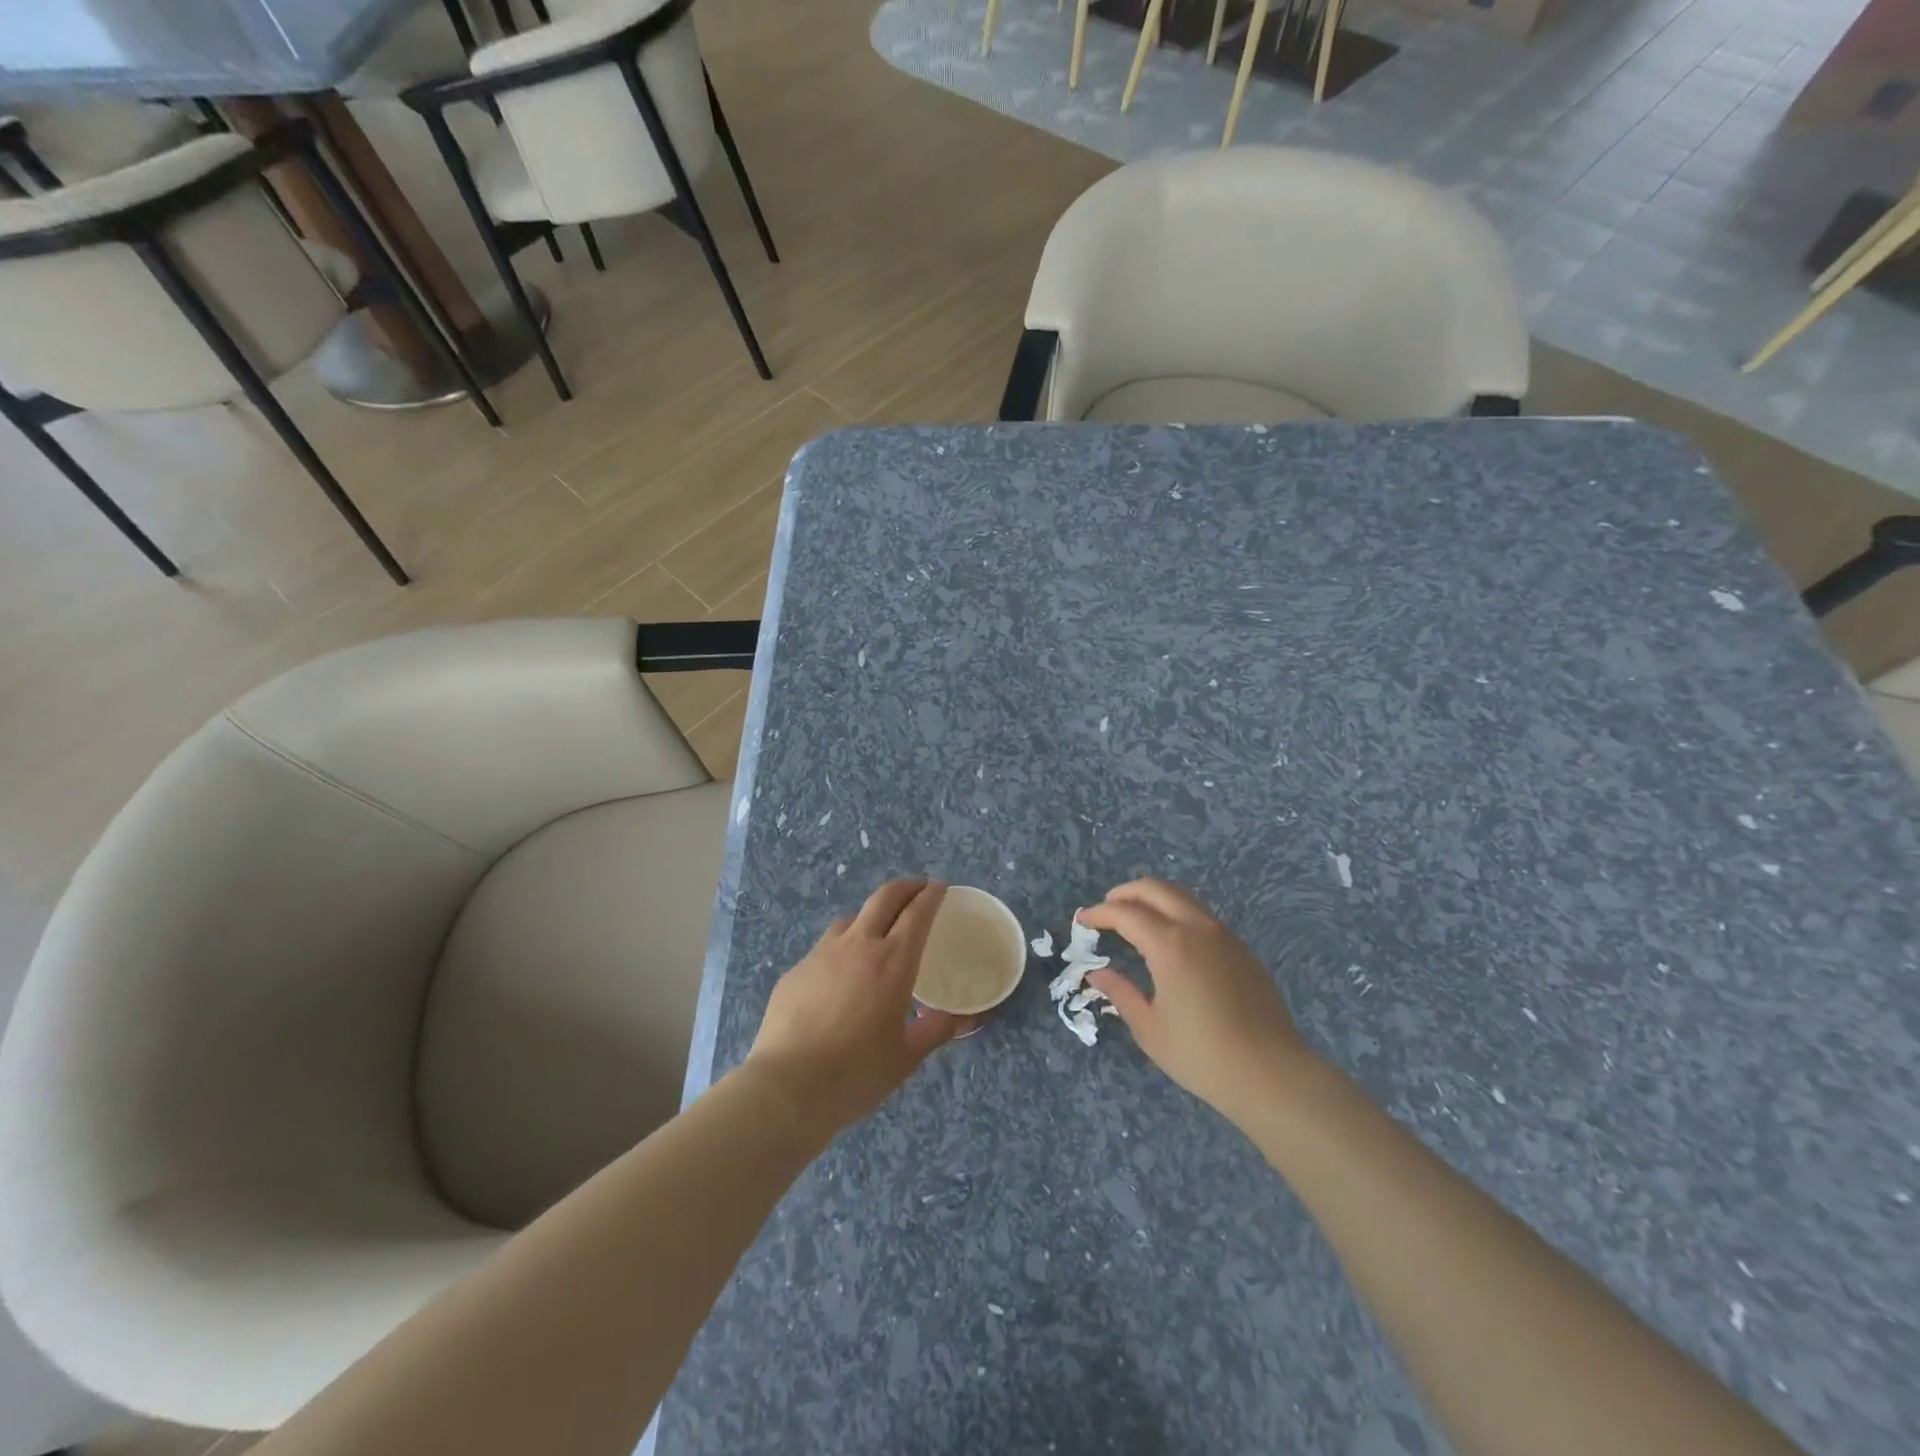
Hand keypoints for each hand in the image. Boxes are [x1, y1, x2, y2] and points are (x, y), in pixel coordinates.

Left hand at [743, 879, 972, 1144]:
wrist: (787, 1086)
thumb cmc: (856, 1072)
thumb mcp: (907, 1056)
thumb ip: (937, 1030)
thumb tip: (966, 1018)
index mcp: (893, 962)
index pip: (917, 913)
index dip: (931, 895)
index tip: (940, 887)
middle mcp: (859, 945)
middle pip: (884, 897)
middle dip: (905, 886)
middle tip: (918, 888)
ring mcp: (822, 954)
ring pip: (851, 918)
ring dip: (871, 916)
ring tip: (877, 932)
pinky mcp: (796, 970)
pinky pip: (825, 948)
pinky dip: (841, 949)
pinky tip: (839, 976)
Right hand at [1078, 879, 1316, 1126]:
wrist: (1271, 1073)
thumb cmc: (1202, 1055)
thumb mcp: (1150, 1028)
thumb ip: (1121, 993)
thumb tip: (1097, 973)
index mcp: (1170, 945)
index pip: (1126, 913)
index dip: (1099, 913)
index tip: (1082, 921)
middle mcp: (1197, 929)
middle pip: (1156, 889)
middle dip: (1126, 893)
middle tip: (1106, 908)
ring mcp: (1224, 936)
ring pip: (1183, 898)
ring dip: (1154, 900)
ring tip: (1135, 920)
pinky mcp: (1242, 950)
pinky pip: (1202, 916)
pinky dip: (1177, 914)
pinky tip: (1171, 941)